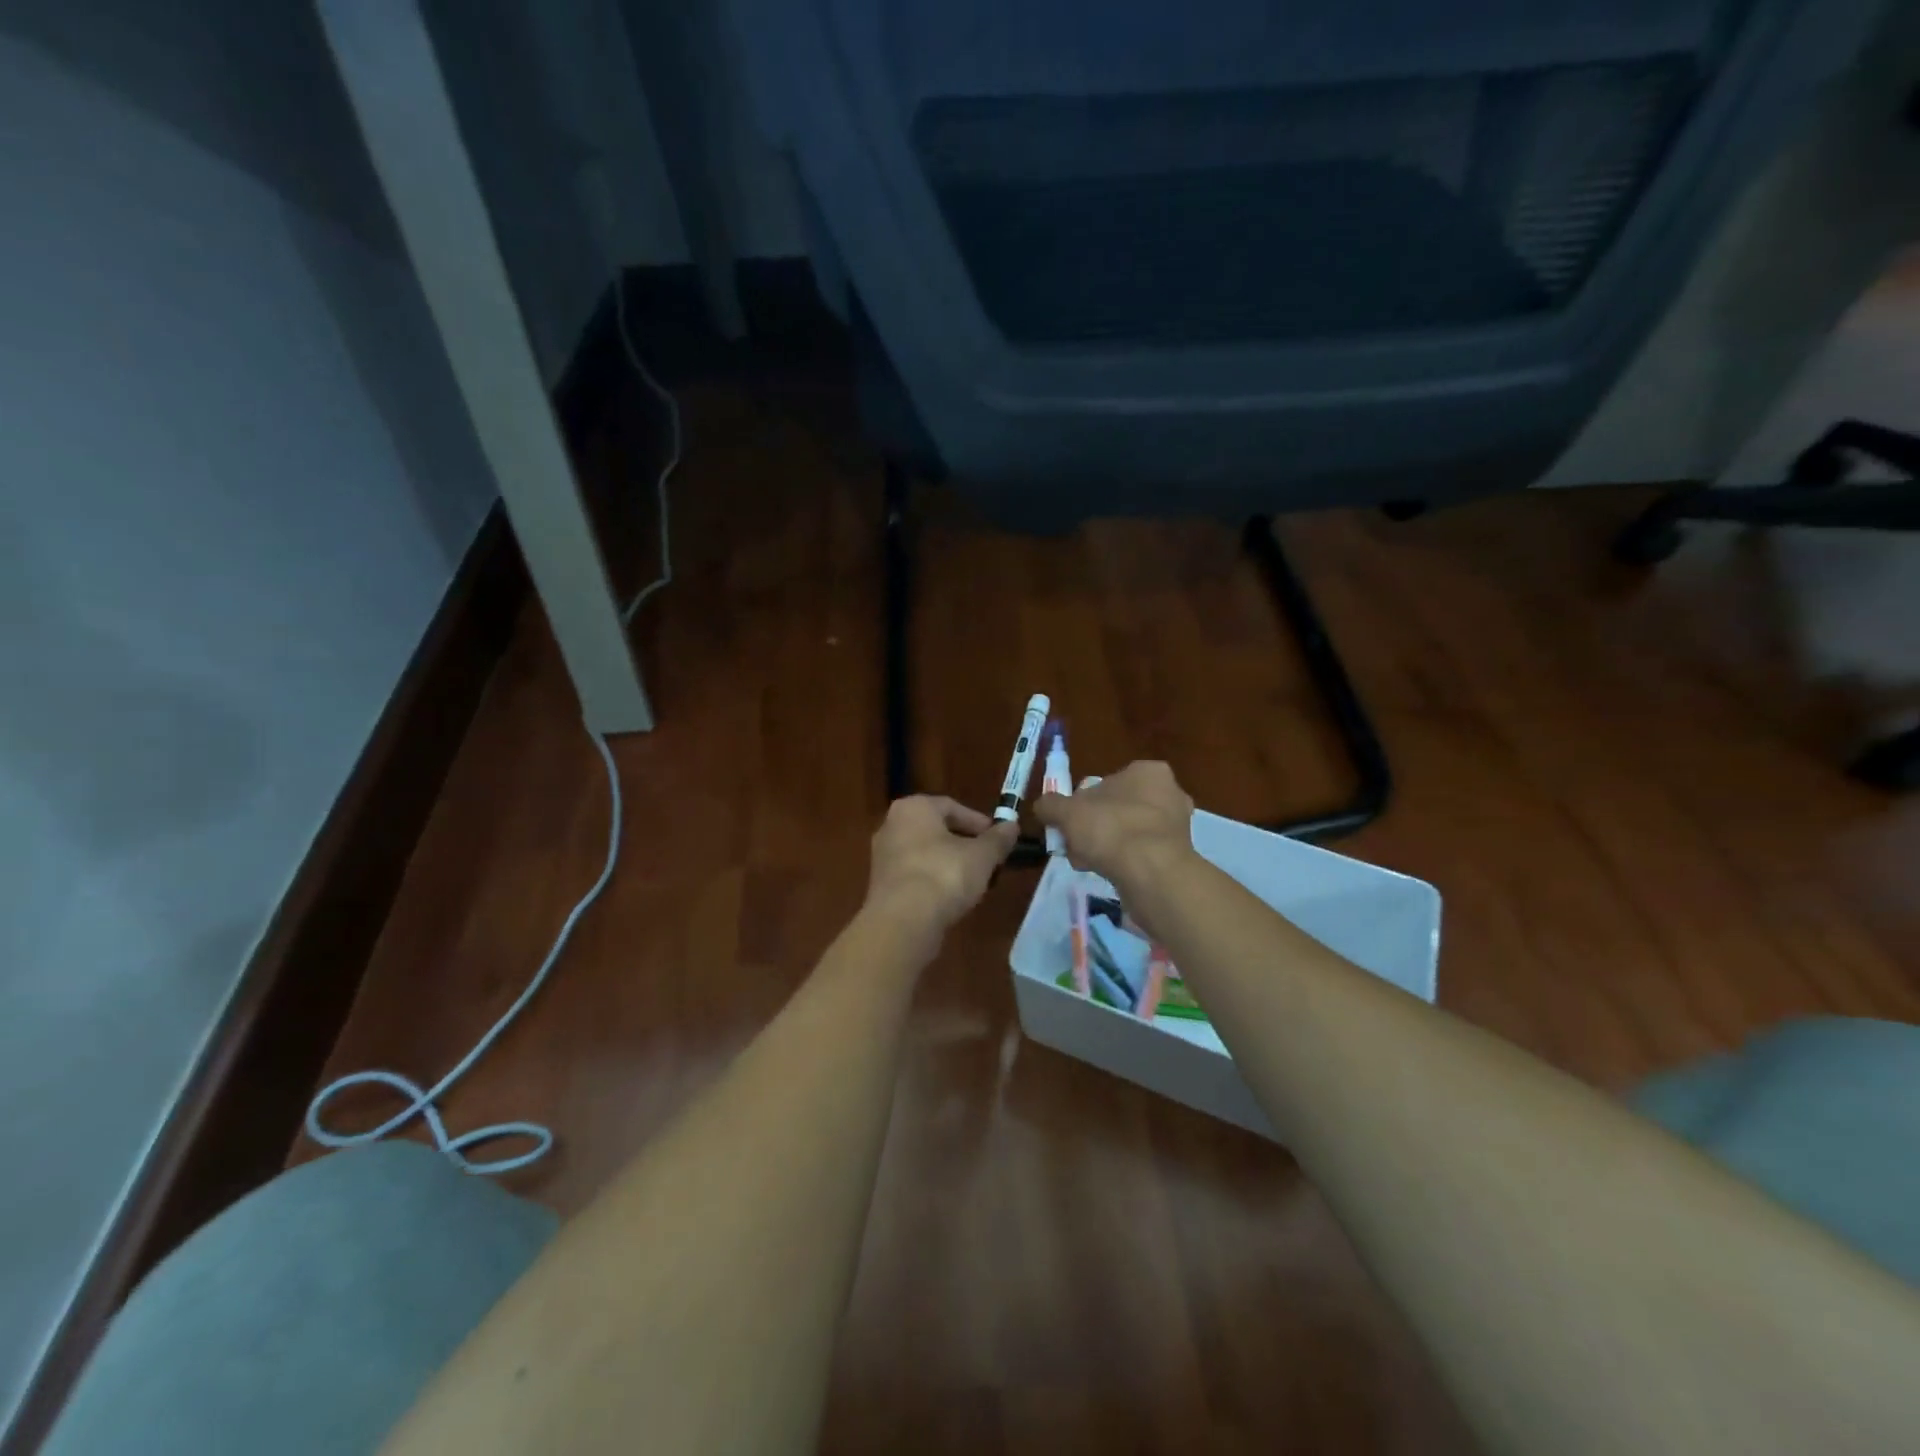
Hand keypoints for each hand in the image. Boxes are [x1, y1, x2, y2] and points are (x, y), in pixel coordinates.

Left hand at [865, 796, 1019, 934]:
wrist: (903, 921)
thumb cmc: (944, 875)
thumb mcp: (982, 856)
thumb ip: (998, 839)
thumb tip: (1012, 826)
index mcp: (914, 808)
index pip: (952, 806)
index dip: (979, 823)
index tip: (998, 840)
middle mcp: (892, 824)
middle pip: (937, 830)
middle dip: (964, 844)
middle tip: (988, 860)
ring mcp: (883, 855)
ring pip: (925, 853)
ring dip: (949, 864)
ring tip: (973, 881)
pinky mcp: (881, 884)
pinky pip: (914, 874)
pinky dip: (933, 881)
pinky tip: (950, 898)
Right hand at [1033, 760, 1194, 889]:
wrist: (1152, 874)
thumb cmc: (1111, 829)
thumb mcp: (1067, 812)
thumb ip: (1051, 805)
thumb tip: (1043, 806)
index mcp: (1148, 772)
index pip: (1107, 782)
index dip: (1082, 804)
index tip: (1069, 824)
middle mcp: (1169, 793)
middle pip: (1117, 809)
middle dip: (1094, 827)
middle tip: (1075, 845)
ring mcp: (1177, 826)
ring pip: (1128, 832)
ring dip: (1107, 846)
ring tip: (1088, 863)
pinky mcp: (1179, 855)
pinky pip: (1142, 854)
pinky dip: (1124, 862)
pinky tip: (1108, 874)